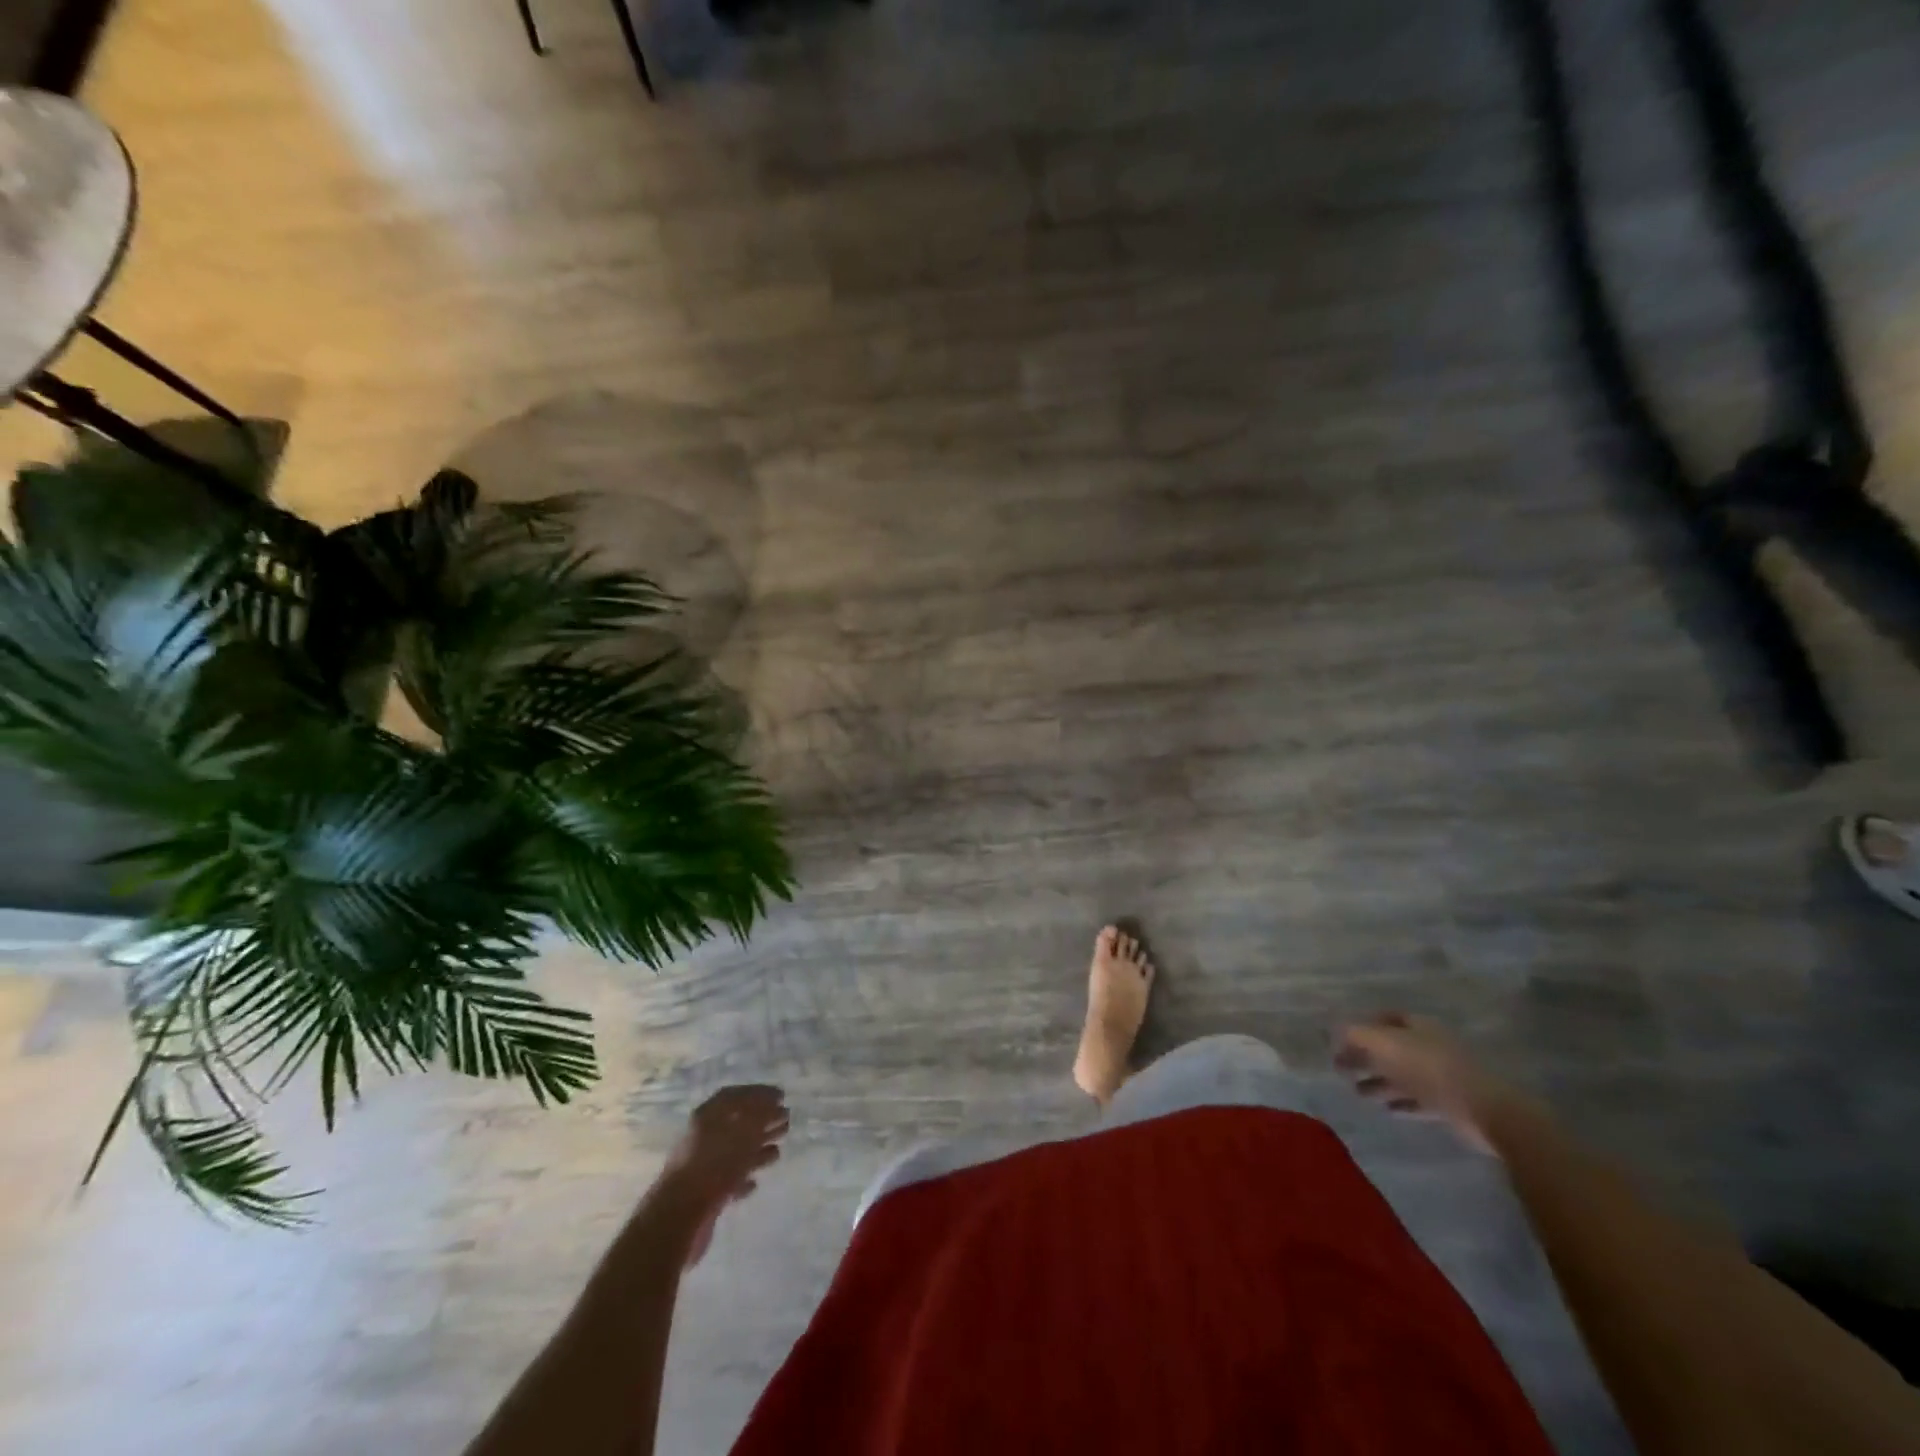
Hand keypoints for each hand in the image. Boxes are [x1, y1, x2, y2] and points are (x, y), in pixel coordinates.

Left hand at [660, 1085, 788, 1264]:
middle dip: (762, 1122)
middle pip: (737, 1123)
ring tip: (778, 1151)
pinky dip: (742, 1179)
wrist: (677, 1221)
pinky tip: (755, 1183)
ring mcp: (702, 1167)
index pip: (734, 1096)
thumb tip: (776, 1106)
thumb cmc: (713, 1168)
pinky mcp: (703, 1196)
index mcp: (707, 1117)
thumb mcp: (743, 1136)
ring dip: (756, 1150)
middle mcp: (702, 1138)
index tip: (781, 1097)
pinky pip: (727, 1181)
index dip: (758, 1093)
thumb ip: (761, 1118)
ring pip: (734, 1153)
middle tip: (786, 1122)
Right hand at [1334, 1013, 1521, 1153]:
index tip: (1341, 1040)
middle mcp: (1429, 1046)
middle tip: (1341, 1068)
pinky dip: (1401, 1102)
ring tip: (1357, 1092)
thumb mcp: (1385, 1044)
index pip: (1386, 1019)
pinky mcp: (1450, 1104)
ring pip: (1402, 1076)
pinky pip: (1418, 1100)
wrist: (1485, 1110)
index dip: (1363, 1027)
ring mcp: (1442, 1075)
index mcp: (1418, 1026)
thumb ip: (1357, 1035)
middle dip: (1366, 1057)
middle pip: (1391, 1048)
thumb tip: (1336, 1030)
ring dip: (1379, 1082)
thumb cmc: (1429, 1068)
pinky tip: (1387, 1109)